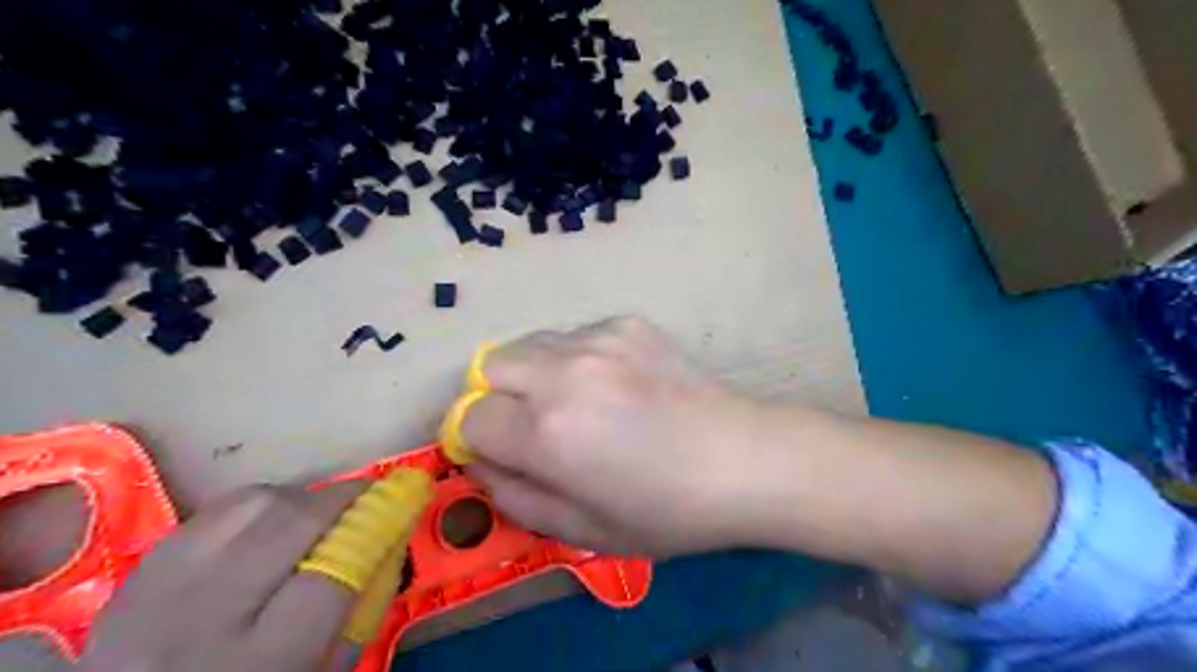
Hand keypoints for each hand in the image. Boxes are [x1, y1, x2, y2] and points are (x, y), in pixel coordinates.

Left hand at [78, 482, 365, 670]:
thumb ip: (357, 613)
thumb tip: (388, 542)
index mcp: (256, 663)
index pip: (330, 575)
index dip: (372, 529)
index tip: (401, 503)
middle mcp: (200, 621)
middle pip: (288, 524)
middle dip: (341, 499)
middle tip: (367, 497)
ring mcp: (159, 590)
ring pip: (251, 504)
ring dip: (299, 499)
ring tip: (316, 515)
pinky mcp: (138, 569)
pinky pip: (214, 511)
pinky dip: (255, 507)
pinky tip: (266, 524)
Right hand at [463, 315, 761, 555]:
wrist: (743, 459)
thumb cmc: (666, 510)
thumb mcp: (582, 529)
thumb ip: (513, 496)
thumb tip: (481, 460)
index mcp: (548, 432)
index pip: (471, 419)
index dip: (480, 440)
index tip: (505, 452)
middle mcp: (563, 372)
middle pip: (489, 366)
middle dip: (497, 398)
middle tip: (536, 426)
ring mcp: (598, 339)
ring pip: (529, 345)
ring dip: (535, 375)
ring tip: (579, 403)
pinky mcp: (626, 323)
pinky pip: (575, 337)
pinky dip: (576, 360)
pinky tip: (617, 385)